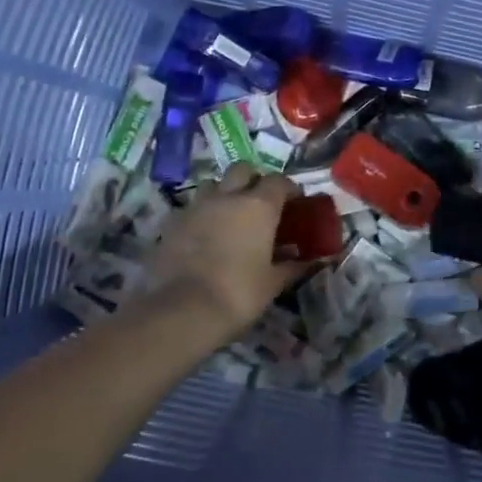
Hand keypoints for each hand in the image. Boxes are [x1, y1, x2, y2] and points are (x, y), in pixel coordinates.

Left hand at [140, 166, 302, 341]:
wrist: (182, 310)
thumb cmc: (239, 293)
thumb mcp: (272, 283)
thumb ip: (292, 266)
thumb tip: (310, 261)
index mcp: (259, 206)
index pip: (279, 181)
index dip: (288, 189)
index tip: (294, 202)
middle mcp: (227, 197)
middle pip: (242, 170)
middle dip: (252, 180)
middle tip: (259, 202)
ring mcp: (196, 206)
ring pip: (212, 185)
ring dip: (223, 193)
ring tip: (228, 216)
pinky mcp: (171, 223)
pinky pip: (191, 209)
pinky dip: (200, 216)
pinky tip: (203, 236)